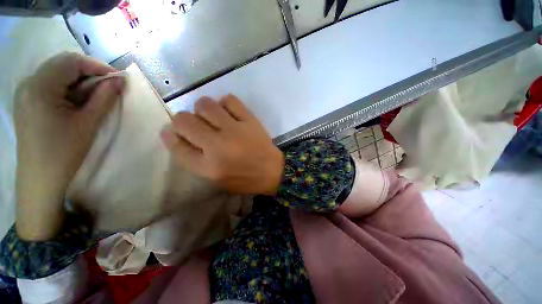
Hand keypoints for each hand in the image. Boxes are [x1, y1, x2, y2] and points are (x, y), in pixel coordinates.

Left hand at [14, 52, 123, 239]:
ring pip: (56, 72)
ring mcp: (25, 91)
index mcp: (40, 86)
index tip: (117, 79)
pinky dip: (67, 86)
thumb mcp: (88, 123)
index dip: (97, 66)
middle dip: (88, 71)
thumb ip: (104, 97)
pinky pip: (49, 83)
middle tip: (107, 87)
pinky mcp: (26, 101)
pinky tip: (76, 100)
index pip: (71, 61)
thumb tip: (119, 80)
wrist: (40, 178)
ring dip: (78, 80)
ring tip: (93, 96)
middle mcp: (29, 82)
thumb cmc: (64, 152)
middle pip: (62, 64)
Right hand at [161, 95, 283, 194]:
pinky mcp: (249, 120)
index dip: (171, 136)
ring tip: (212, 117)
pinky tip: (228, 112)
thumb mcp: (214, 179)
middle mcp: (218, 146)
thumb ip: (192, 160)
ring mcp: (235, 130)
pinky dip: (224, 103)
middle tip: (195, 125)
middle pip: (184, 121)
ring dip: (202, 109)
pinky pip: (230, 100)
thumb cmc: (243, 178)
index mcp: (208, 167)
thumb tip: (173, 134)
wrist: (271, 171)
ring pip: (205, 105)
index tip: (173, 132)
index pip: (176, 145)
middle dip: (183, 121)